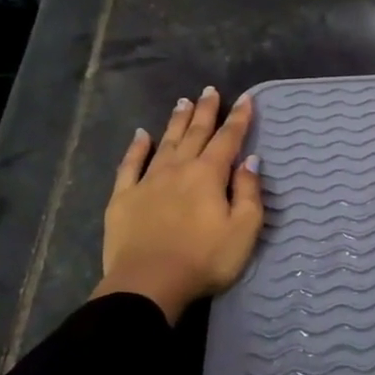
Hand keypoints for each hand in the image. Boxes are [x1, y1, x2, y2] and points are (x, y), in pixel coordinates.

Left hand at [91, 86, 263, 322]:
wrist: (148, 284)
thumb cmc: (205, 259)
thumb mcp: (244, 229)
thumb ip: (249, 192)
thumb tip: (250, 161)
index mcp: (209, 175)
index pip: (228, 139)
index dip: (239, 118)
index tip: (246, 99)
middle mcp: (179, 169)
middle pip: (196, 134)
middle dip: (206, 111)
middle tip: (210, 91)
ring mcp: (148, 181)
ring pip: (166, 143)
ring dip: (177, 122)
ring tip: (183, 102)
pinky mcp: (123, 198)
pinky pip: (130, 165)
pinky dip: (137, 148)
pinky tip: (141, 135)